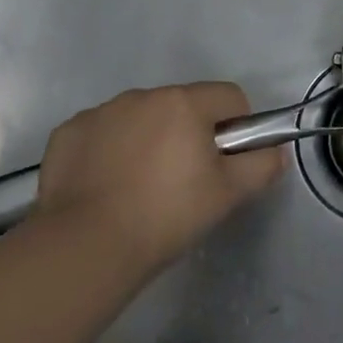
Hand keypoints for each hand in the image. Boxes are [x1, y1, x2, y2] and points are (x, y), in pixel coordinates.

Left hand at [33, 83, 283, 273]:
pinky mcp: (67, 133)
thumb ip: (261, 165)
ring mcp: (100, 112)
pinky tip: (107, 187)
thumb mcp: (229, 194)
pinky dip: (110, 151)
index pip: (230, 97)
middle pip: (184, 105)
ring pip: (142, 118)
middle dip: (191, 133)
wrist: (85, 246)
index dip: (238, 127)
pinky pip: (103, 133)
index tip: (227, 162)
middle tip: (187, 180)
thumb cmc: (167, 214)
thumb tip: (275, 152)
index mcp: (184, 102)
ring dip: (150, 139)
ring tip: (142, 187)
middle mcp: (142, 96)